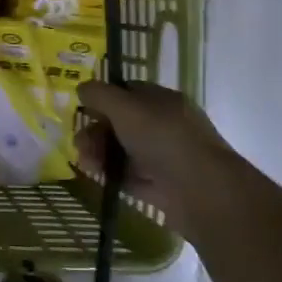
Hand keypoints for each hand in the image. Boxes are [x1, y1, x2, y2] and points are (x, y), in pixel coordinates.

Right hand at [75, 82, 243, 225]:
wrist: (202, 192)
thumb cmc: (163, 139)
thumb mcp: (125, 107)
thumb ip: (99, 94)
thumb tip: (82, 89)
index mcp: (163, 101)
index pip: (128, 91)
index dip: (103, 97)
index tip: (83, 109)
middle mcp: (165, 126)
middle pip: (121, 123)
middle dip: (96, 131)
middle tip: (80, 143)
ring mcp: (164, 157)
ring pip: (123, 150)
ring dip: (99, 154)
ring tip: (87, 164)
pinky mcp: (161, 186)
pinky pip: (129, 176)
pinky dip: (111, 175)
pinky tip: (97, 178)